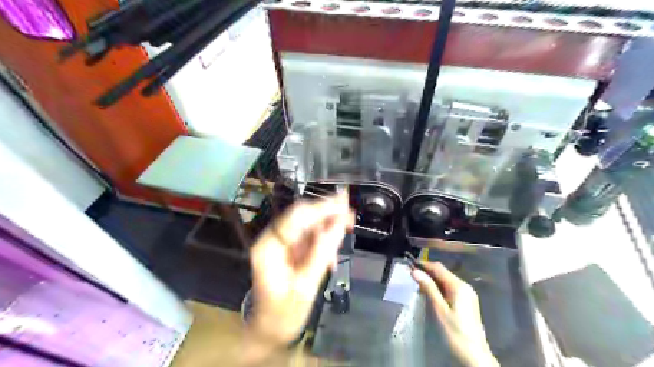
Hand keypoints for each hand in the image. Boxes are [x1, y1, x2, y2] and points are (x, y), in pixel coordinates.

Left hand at [249, 193, 355, 348]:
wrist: (269, 331)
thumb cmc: (283, 315)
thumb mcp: (305, 287)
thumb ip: (321, 254)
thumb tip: (338, 226)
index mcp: (269, 248)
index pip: (296, 218)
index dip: (321, 207)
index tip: (343, 202)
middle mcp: (272, 240)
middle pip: (301, 216)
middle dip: (327, 213)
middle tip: (350, 214)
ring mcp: (280, 244)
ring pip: (306, 225)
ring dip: (327, 226)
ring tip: (347, 229)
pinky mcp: (288, 250)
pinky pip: (308, 237)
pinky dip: (323, 240)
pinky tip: (332, 254)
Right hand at [410, 261, 498, 366]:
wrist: (475, 355)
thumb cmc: (455, 332)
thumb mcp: (440, 309)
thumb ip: (429, 288)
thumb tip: (415, 271)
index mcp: (459, 286)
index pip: (439, 268)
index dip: (424, 265)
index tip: (410, 265)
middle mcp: (465, 286)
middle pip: (443, 273)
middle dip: (428, 272)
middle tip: (411, 276)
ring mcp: (467, 294)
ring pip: (446, 280)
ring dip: (433, 280)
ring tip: (418, 284)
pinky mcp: (466, 301)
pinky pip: (450, 288)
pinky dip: (439, 288)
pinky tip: (430, 293)